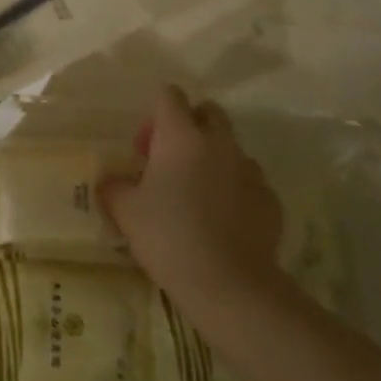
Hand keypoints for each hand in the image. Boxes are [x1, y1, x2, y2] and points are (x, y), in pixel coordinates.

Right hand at [99, 85, 283, 314]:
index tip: (145, 146)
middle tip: (170, 161)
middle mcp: (219, 142)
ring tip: (198, 194)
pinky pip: (249, 181)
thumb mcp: (125, 212)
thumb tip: (110, 180)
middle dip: (190, 125)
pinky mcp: (270, 199)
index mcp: (181, 136)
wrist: (229, 285)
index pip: (170, 95)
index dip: (156, 113)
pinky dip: (235, 190)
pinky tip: (222, 220)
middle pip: (208, 111)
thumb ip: (114, 187)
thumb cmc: (169, 237)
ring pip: (230, 147)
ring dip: (214, 159)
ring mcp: (249, 169)